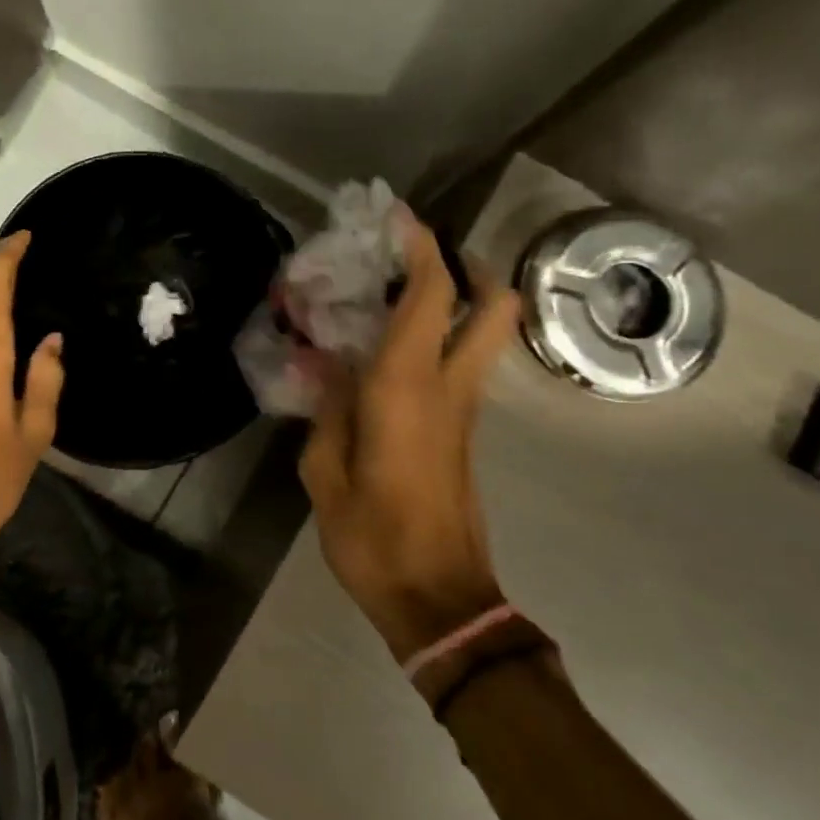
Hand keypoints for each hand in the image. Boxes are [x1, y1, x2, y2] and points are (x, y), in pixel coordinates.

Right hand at [299, 219, 522, 663]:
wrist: (440, 601)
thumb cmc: (373, 539)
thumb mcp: (325, 476)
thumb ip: (328, 413)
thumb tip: (333, 370)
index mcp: (406, 390)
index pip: (430, 297)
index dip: (421, 248)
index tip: (399, 218)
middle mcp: (449, 388)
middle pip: (494, 306)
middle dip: (471, 267)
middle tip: (423, 258)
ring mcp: (465, 411)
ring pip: (484, 335)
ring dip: (456, 302)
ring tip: (396, 297)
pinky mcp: (465, 433)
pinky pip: (461, 366)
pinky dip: (440, 340)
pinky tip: (390, 354)